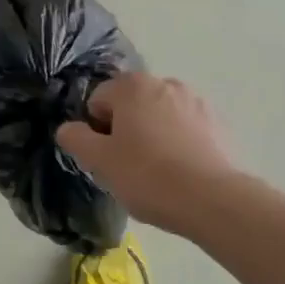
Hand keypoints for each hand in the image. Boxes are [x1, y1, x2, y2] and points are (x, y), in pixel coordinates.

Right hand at [57, 74, 237, 237]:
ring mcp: (195, 101)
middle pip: (130, 105)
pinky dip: (178, 143)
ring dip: (152, 135)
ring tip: (158, 173)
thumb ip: (75, 139)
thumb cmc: (148, 176)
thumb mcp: (99, 161)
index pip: (98, 100)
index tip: (106, 158)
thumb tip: (68, 128)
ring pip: (159, 116)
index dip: (96, 130)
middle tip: (128, 167)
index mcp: (132, 85)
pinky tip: (181, 172)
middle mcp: (164, 83)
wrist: (213, 200)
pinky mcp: (217, 123)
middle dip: (125, 130)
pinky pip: (185, 129)